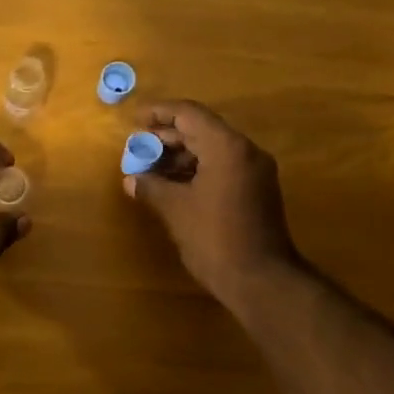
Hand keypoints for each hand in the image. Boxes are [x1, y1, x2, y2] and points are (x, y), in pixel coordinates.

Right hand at [123, 100, 300, 306]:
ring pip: (211, 150)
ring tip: (148, 169)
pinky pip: (221, 167)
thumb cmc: (215, 238)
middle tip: (137, 148)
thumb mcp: (175, 210)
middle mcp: (245, 151)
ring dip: (179, 155)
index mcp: (227, 147)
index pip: (189, 114)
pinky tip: (171, 185)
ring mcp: (254, 172)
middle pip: (201, 130)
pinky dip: (195, 170)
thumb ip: (151, 187)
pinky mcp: (255, 191)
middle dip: (166, 137)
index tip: (134, 120)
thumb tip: (131, 179)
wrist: (261, 280)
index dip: (159, 113)